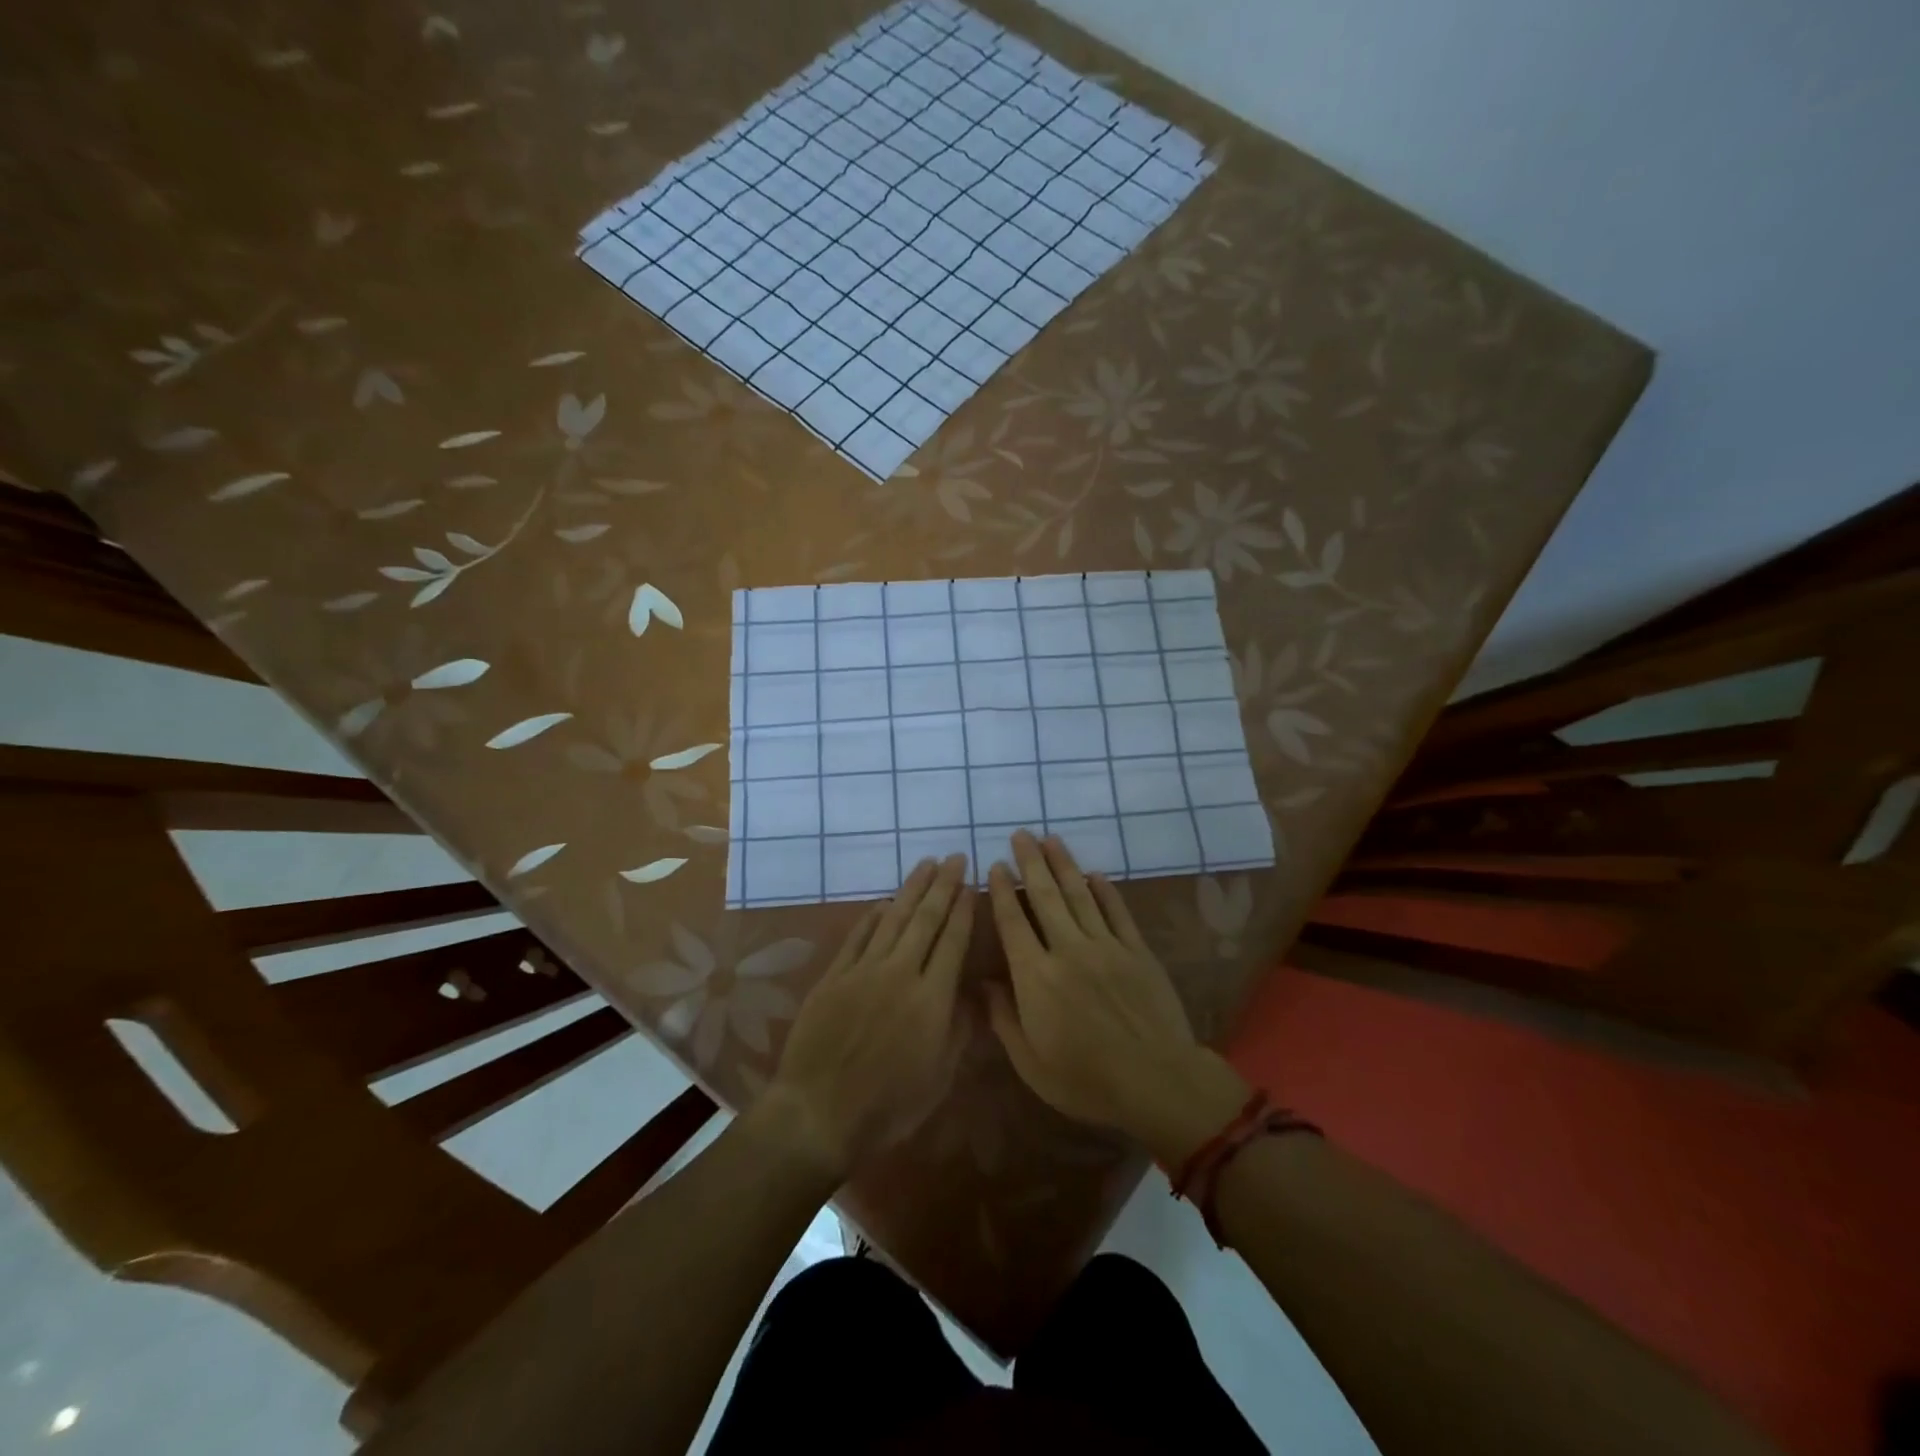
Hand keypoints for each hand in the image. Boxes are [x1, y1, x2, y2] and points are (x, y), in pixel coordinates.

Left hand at [758, 855, 973, 1182]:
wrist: (820, 1112)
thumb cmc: (889, 1104)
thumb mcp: (940, 1076)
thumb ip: (960, 1028)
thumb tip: (974, 990)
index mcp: (932, 998)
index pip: (952, 940)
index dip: (963, 910)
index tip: (970, 884)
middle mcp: (900, 972)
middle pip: (925, 919)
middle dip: (943, 885)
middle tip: (954, 858)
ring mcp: (863, 970)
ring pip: (893, 919)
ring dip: (911, 889)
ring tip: (925, 865)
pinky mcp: (834, 976)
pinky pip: (857, 936)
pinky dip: (872, 916)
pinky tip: (882, 903)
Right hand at [986, 832, 1247, 1165]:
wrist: (1158, 1082)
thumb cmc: (1086, 1080)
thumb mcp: (1031, 1064)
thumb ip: (1003, 1019)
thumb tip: (983, 983)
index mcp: (1036, 977)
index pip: (1013, 923)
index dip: (1002, 891)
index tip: (995, 866)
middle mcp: (1068, 950)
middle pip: (1045, 897)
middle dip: (1031, 862)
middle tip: (1021, 834)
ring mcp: (1106, 947)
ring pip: (1079, 895)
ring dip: (1064, 864)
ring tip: (1051, 839)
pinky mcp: (1137, 951)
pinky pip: (1117, 912)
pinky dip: (1105, 890)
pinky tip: (1095, 874)